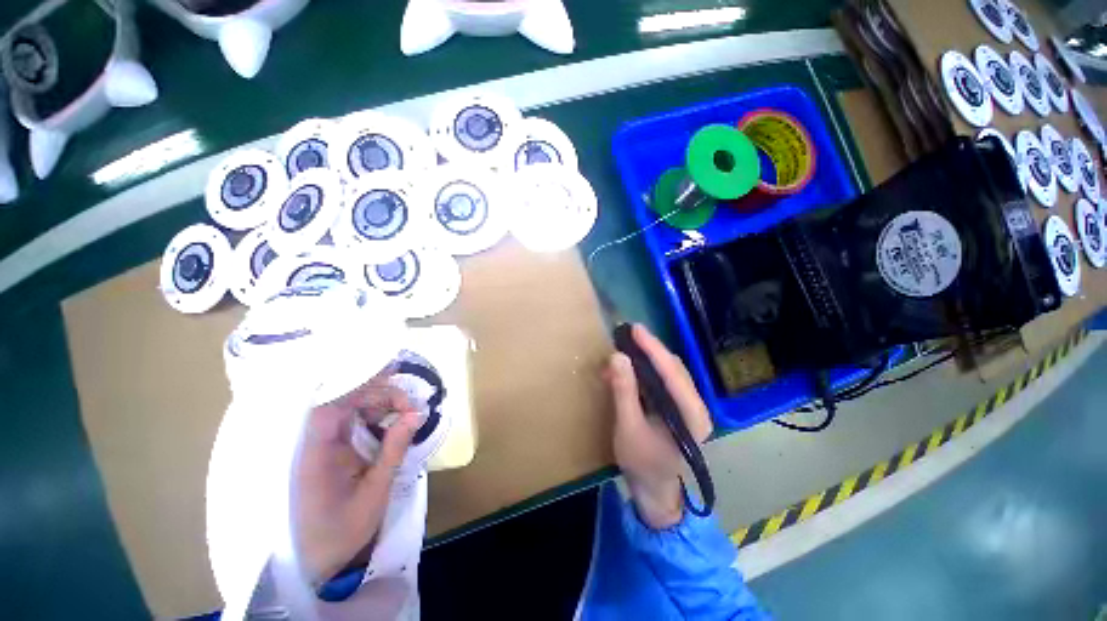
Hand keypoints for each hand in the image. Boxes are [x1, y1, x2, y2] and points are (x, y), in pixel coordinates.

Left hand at [294, 369, 420, 583]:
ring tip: (406, 413)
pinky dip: (374, 416)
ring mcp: (319, 446)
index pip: (331, 405)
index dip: (359, 383)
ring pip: (349, 408)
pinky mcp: (327, 450)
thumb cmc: (340, 532)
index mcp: (316, 454)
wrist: (312, 562)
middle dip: (381, 395)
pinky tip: (392, 421)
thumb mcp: (375, 492)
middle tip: (411, 408)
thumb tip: (417, 414)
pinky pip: (350, 421)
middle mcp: (313, 443)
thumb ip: (394, 450)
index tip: (393, 372)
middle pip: (344, 401)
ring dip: (379, 404)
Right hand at [604, 324, 712, 528]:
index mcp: (692, 416)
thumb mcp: (628, 428)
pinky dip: (645, 370)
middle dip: (651, 349)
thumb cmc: (642, 463)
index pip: (673, 374)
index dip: (654, 349)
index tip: (636, 329)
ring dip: (647, 357)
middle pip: (674, 368)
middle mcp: (696, 406)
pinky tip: (629, 366)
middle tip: (627, 334)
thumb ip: (624, 391)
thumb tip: (617, 356)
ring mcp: (688, 405)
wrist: (653, 489)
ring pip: (669, 371)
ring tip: (626, 346)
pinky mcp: (677, 406)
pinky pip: (662, 380)